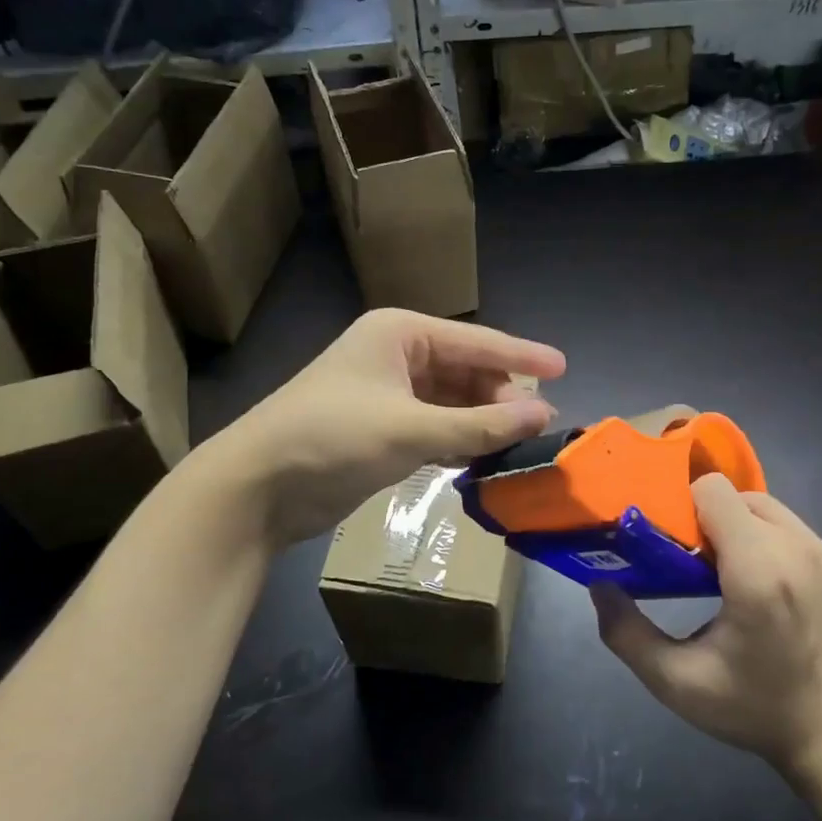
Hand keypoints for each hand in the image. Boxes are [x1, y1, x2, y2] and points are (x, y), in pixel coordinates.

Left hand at [206, 309, 565, 546]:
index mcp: (401, 334)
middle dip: (501, 397)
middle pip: (466, 371)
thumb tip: (544, 414)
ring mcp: (388, 394)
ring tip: (520, 446)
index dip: (521, 355)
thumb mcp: (411, 429)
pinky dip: (459, 441)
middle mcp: (397, 356)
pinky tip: (484, 459)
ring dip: (482, 423)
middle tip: (539, 427)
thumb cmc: (332, 438)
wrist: (257, 487)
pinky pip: (435, 427)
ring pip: (452, 403)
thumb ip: (480, 424)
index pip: (476, 341)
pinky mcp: (382, 430)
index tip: (564, 367)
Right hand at [592, 474, 821, 779]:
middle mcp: (792, 548)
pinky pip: (776, 518)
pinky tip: (743, 572)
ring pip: (753, 501)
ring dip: (727, 521)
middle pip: (729, 494)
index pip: (713, 491)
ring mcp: (815, 548)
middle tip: (684, 560)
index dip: (681, 507)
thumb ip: (626, 633)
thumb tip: (599, 585)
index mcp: (757, 572)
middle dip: (700, 517)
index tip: (667, 543)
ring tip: (713, 567)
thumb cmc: (749, 707)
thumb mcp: (675, 681)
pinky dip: (752, 530)